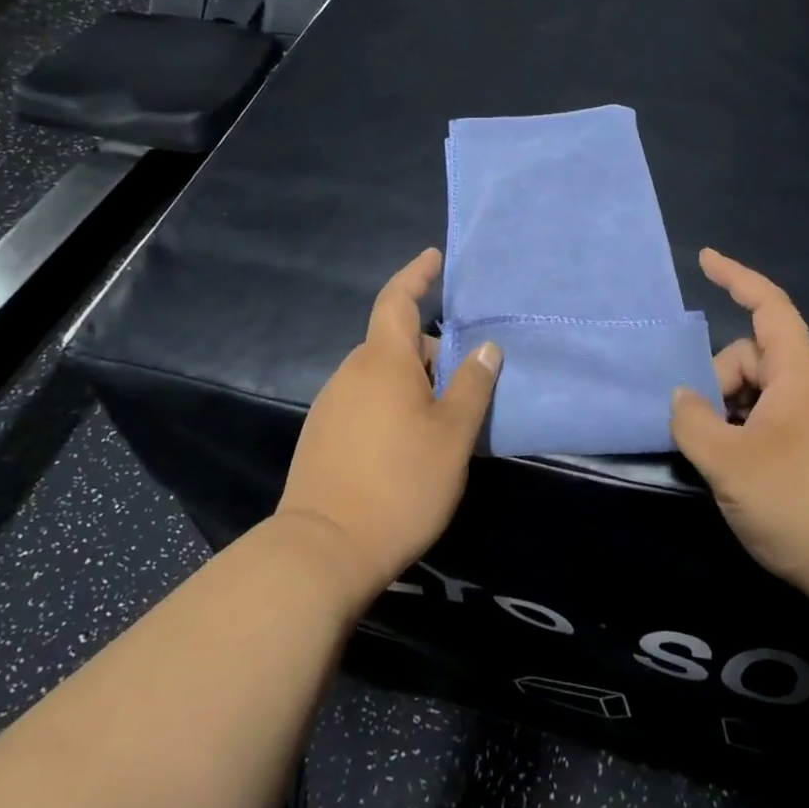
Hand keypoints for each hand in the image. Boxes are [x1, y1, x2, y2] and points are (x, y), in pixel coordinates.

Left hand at [278, 248, 499, 605]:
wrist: (323, 550)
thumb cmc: (399, 484)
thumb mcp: (452, 435)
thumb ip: (472, 385)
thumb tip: (485, 347)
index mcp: (383, 361)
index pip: (397, 299)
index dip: (416, 274)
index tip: (434, 257)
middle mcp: (352, 373)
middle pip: (394, 342)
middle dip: (430, 348)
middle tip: (467, 375)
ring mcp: (332, 404)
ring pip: (381, 374)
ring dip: (413, 380)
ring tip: (446, 414)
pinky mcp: (323, 435)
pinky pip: (365, 399)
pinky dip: (392, 402)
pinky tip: (411, 441)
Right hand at [671, 248, 808, 613]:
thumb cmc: (802, 506)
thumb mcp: (730, 465)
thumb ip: (693, 422)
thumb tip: (683, 397)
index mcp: (800, 373)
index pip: (768, 305)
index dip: (735, 277)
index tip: (705, 259)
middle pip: (751, 355)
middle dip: (718, 381)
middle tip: (704, 430)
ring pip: (759, 389)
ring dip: (729, 409)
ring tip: (719, 456)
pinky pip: (772, 413)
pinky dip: (746, 426)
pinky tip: (737, 465)